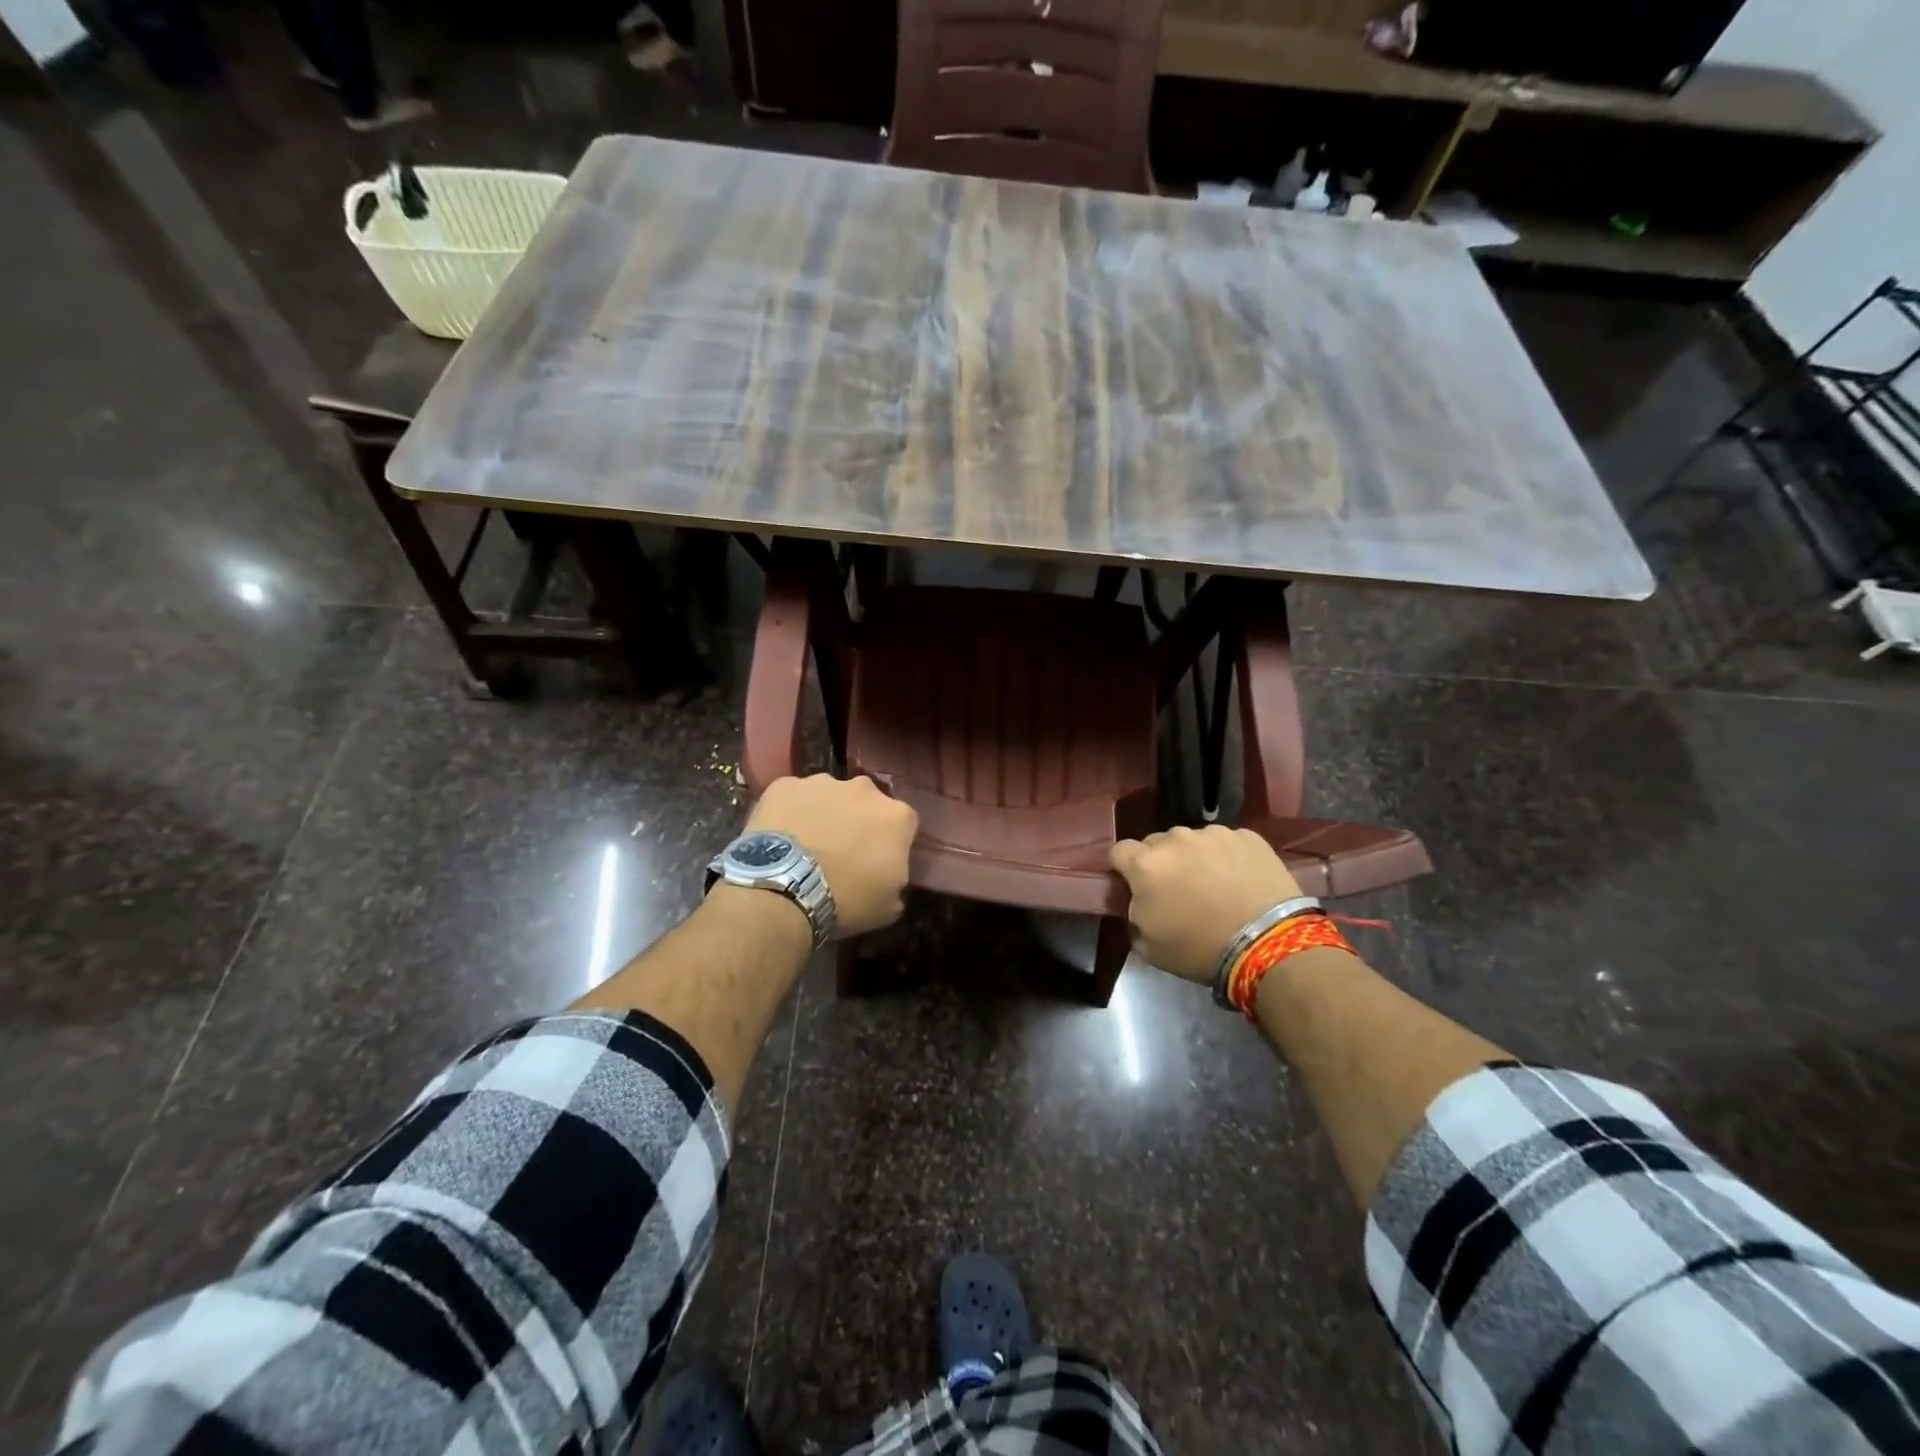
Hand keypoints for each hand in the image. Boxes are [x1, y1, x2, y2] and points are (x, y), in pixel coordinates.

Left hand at [747, 774, 917, 936]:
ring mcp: (822, 782)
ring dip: (824, 812)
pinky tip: (781, 835)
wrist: (785, 889)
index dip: (891, 841)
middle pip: (866, 802)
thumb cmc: (845, 899)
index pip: (904, 824)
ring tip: (807, 844)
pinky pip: (793, 795)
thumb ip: (897, 878)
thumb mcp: (889, 905)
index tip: (878, 860)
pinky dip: (790, 810)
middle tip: (842, 850)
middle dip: (858, 820)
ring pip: (829, 795)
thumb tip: (890, 874)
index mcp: (897, 816)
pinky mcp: (785, 785)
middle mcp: (864, 789)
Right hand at [1110, 826, 1303, 982]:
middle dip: (1161, 862)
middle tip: (1177, 889)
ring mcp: (1214, 834)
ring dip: (1195, 857)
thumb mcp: (1149, 946)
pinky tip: (1241, 880)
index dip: (1124, 868)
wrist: (1268, 944)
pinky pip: (1227, 842)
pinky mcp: (1248, 836)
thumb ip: (1134, 915)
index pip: (1119, 851)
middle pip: (1157, 843)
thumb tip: (1141, 902)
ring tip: (1214, 884)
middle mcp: (1175, 839)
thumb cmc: (1200, 949)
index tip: (1135, 885)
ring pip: (1193, 840)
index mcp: (1145, 865)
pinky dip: (1228, 857)